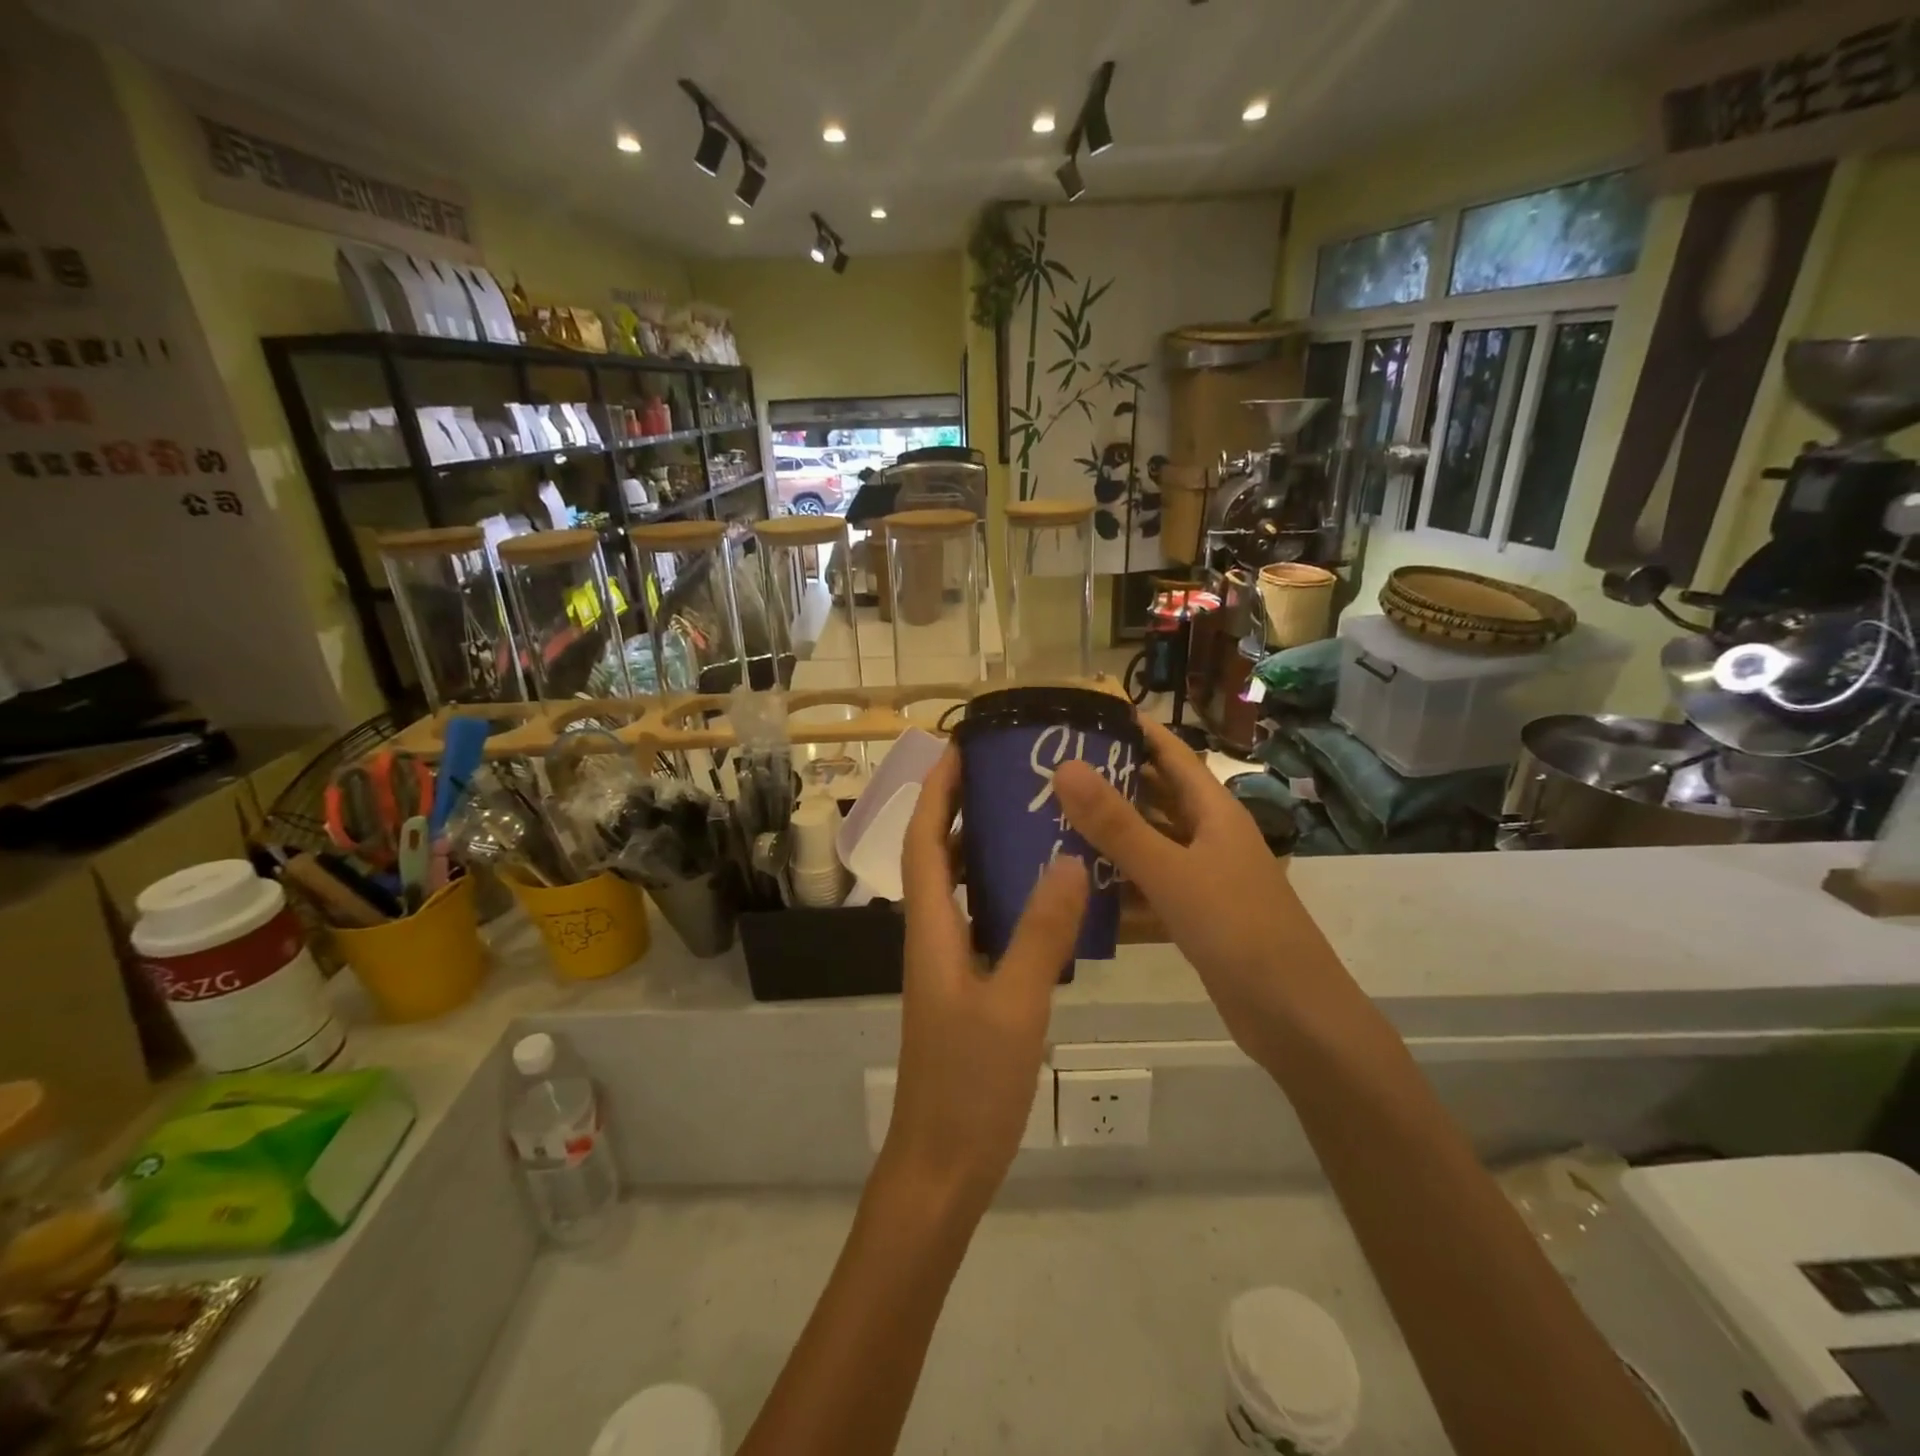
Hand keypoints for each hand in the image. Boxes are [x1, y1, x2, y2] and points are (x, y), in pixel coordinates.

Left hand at [884, 749, 1088, 1215]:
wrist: (943, 1163)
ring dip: (983, 848)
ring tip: (1031, 817)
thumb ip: (1040, 933)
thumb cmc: (970, 1084)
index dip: (936, 791)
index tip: (959, 747)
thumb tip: (1067, 858)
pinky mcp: (967, 987)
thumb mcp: (1014, 1004)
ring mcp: (948, 963)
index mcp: (931, 929)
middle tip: (1007, 773)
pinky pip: (982, 920)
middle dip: (960, 807)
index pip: (923, 840)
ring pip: (961, 888)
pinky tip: (1046, 894)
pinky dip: (1004, 894)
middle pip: (938, 855)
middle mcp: (932, 936)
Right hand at [1053, 717, 1319, 1066]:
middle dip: (1108, 781)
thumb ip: (1117, 824)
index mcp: (1214, 811)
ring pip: (1148, 843)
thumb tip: (1065, 766)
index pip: (1171, 753)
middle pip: (1155, 796)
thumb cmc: (1238, 930)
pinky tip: (1078, 884)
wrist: (1294, 1016)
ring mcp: (1203, 877)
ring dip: (1108, 834)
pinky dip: (1118, 882)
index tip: (1085, 714)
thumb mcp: (1172, 872)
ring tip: (1050, 821)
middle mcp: (1209, 836)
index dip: (1135, 729)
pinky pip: (1148, 885)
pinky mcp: (1195, 915)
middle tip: (1049, 770)